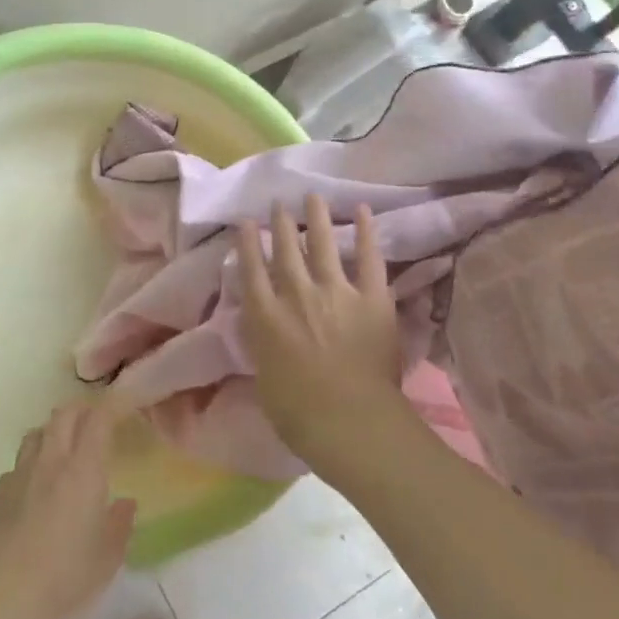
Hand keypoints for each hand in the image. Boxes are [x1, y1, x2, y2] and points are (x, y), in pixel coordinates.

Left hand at [0, 399, 136, 618]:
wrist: (3, 607)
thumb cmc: (66, 582)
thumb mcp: (108, 559)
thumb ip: (120, 524)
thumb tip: (124, 503)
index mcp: (83, 471)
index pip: (98, 419)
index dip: (112, 406)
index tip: (124, 406)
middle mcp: (50, 463)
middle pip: (62, 416)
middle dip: (81, 412)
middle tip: (94, 425)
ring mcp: (17, 477)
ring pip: (35, 435)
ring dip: (52, 434)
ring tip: (63, 451)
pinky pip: (16, 467)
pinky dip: (30, 467)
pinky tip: (34, 491)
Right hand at [236, 196, 414, 479]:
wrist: (349, 421)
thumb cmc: (298, 414)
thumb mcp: (264, 377)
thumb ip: (263, 344)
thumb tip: (262, 326)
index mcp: (266, 317)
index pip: (252, 270)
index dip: (247, 243)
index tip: (246, 221)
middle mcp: (296, 295)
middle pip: (285, 250)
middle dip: (280, 224)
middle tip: (278, 203)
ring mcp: (336, 292)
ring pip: (321, 244)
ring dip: (316, 218)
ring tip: (312, 197)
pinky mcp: (372, 298)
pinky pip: (368, 258)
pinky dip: (366, 232)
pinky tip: (362, 210)